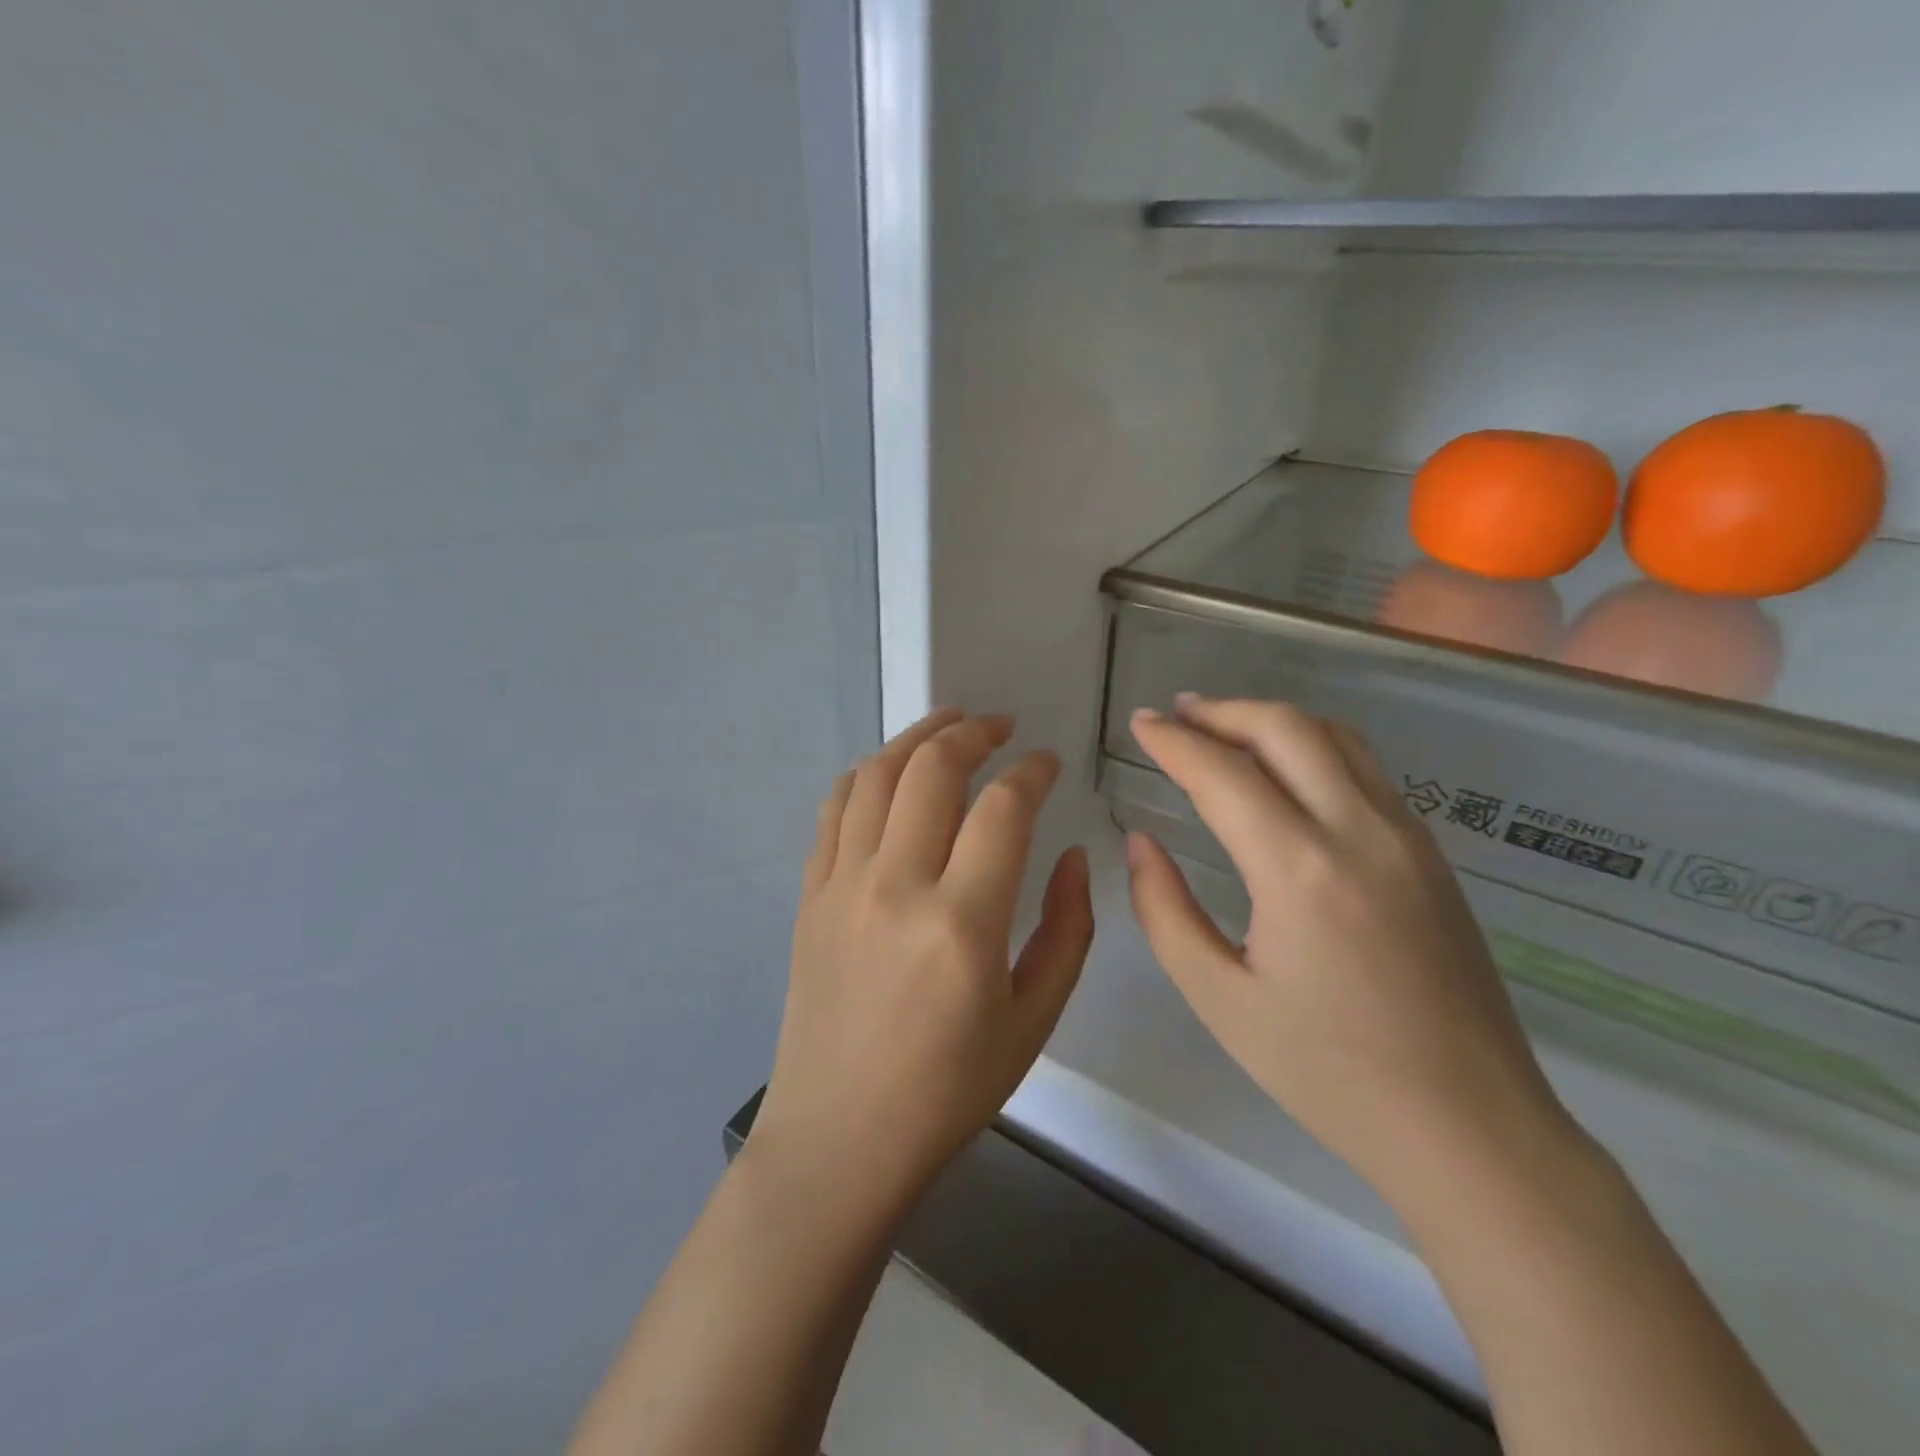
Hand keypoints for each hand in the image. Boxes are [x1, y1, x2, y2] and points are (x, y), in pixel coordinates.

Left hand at [750, 709, 1095, 1218]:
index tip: (1048, 763)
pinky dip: (867, 774)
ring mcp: (842, 885)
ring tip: (949, 726)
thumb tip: (1071, 856)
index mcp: (962, 923)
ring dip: (917, 737)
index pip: (1003, 808)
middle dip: (973, 732)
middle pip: (932, 768)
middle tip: (1000, 727)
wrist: (840, 1137)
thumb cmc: (948, 1091)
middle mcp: (896, 886)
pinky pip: (835, 808)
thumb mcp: (1034, 1020)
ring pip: (876, 774)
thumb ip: (1067, 929)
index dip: (1032, 771)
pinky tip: (890, 772)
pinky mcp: (810, 894)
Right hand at [1126, 697, 1577, 1209]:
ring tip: (1223, 727)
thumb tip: (1140, 843)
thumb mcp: (1219, 999)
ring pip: (1335, 737)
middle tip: (1176, 715)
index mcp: (1300, 870)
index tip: (1138, 724)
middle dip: (1222, 710)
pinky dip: (1312, 745)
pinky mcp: (1430, 853)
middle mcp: (1360, 832)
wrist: (1470, 1127)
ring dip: (1271, 719)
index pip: (1223, 773)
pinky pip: (1365, 768)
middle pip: (1287, 728)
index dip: (1173, 741)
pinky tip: (1284, 770)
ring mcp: (1407, 837)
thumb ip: (1164, 911)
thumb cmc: (1328, 1073)